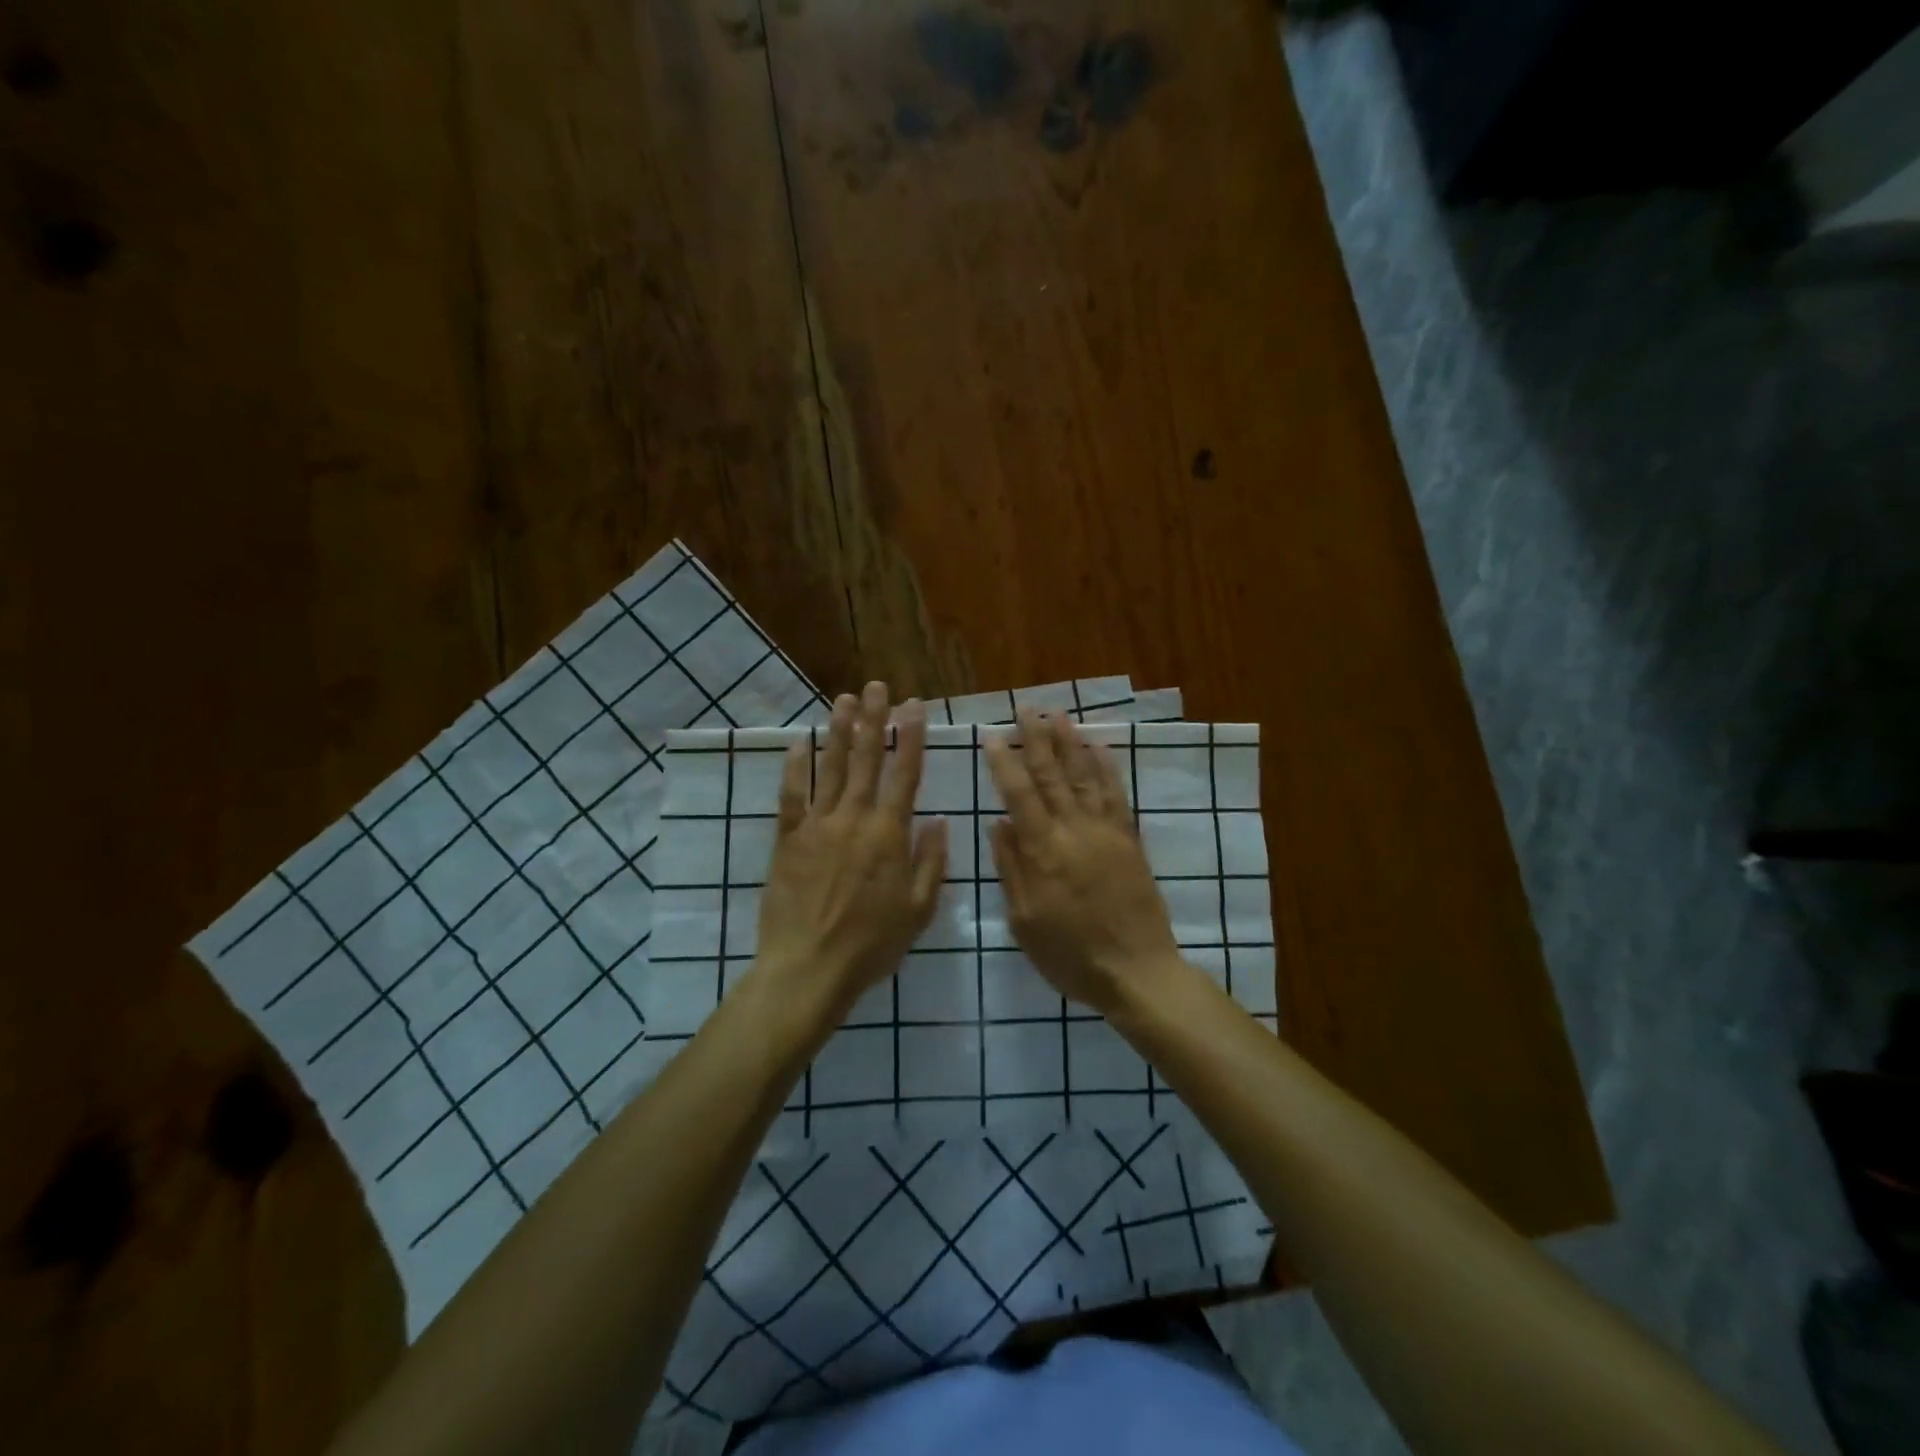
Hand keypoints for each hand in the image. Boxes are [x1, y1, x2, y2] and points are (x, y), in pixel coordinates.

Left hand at [752, 682, 947, 1022]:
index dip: (911, 736)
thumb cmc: (871, 944)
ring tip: (843, 699)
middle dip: (872, 720)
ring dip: (838, 731)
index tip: (914, 705)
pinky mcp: (787, 839)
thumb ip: (931, 860)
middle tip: (876, 686)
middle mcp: (853, 818)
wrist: (808, 967)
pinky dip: (795, 767)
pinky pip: (791, 795)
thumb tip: (937, 819)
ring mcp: (817, 825)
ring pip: (829, 768)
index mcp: (889, 834)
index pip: (904, 773)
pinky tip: (799, 743)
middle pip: (865, 759)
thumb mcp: (918, 909)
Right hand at [985, 710, 1182, 1016]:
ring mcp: (1106, 832)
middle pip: (1053, 775)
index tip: (994, 736)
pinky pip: (1116, 795)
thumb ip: (1012, 868)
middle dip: (1038, 739)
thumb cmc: (1071, 954)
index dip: (1006, 763)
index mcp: (1044, 851)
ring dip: (1071, 743)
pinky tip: (1099, 748)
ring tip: (1059, 716)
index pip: (1020, 795)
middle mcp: (1075, 830)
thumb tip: (999, 823)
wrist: (1137, 971)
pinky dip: (1106, 768)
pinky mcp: (1129, 840)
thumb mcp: (1025, 920)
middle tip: (1027, 709)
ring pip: (1085, 777)